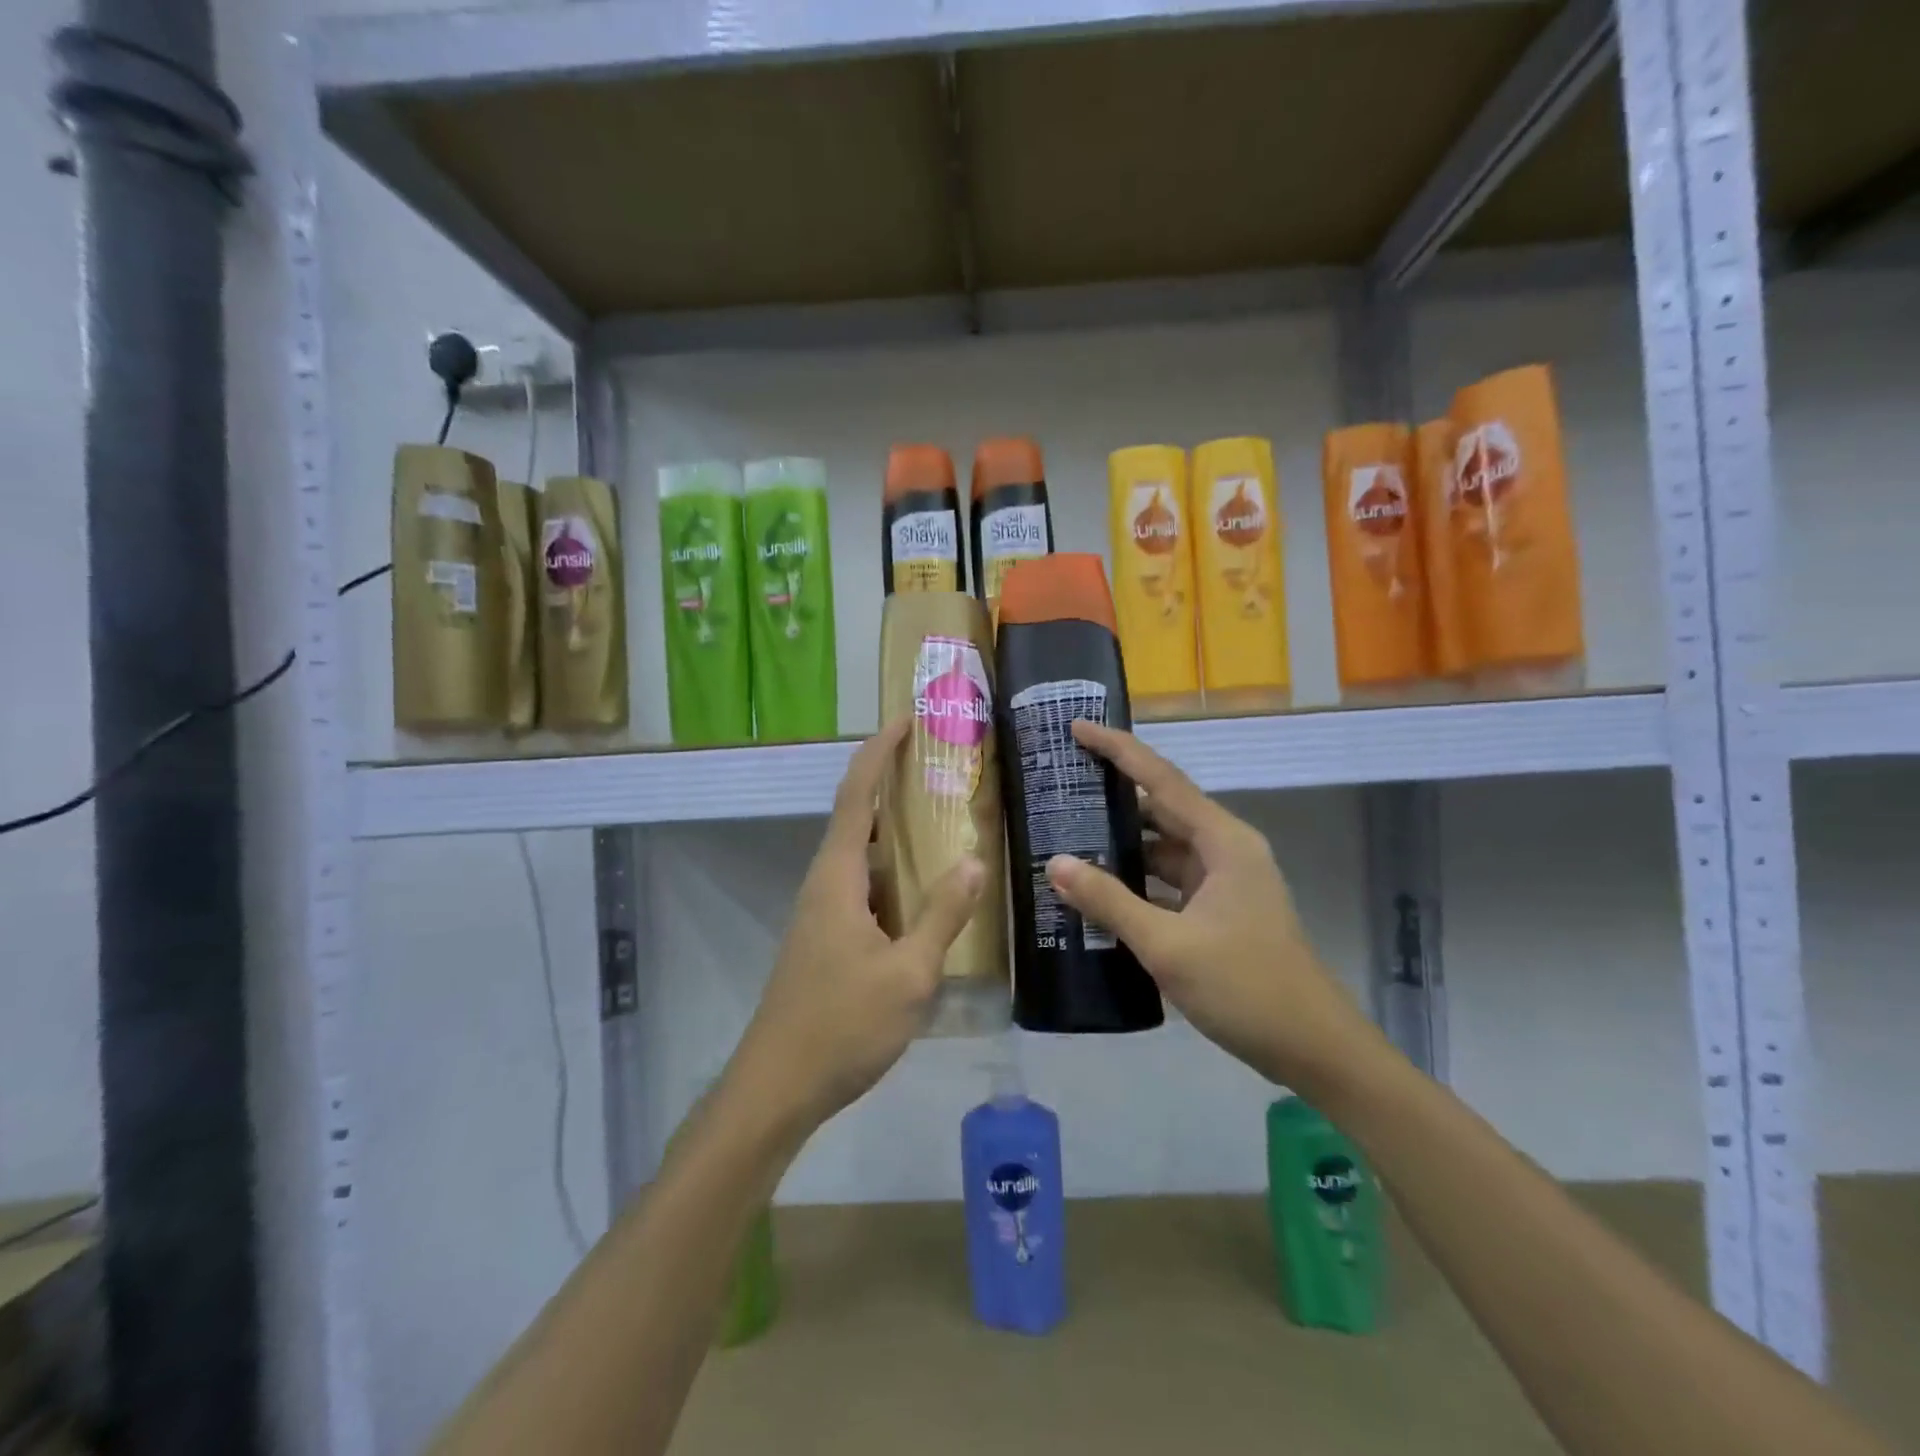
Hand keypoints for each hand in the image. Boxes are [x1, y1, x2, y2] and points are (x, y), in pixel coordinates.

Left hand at [730, 718, 986, 1137]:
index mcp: (838, 876)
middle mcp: (826, 882)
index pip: (857, 794)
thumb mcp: (908, 974)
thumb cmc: (842, 1025)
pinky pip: (866, 886)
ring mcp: (824, 911)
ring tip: (945, 819)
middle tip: (943, 766)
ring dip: (897, 830)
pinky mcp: (828, 937)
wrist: (778, 1086)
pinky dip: (895, 871)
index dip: (880, 751)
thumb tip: (972, 861)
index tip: (909, 721)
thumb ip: (942, 915)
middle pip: (858, 815)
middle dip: (894, 782)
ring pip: (863, 854)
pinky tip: (927, 888)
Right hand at [1044, 720, 1380, 1093]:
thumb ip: (1109, 901)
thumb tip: (1055, 863)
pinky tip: (1099, 891)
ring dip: (1122, 845)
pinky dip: (1136, 881)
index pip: (1161, 779)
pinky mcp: (1219, 911)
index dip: (1119, 750)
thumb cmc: (1246, 987)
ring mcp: (1224, 882)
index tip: (1078, 728)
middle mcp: (1225, 850)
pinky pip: (1168, 882)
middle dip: (1113, 796)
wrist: (1313, 1049)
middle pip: (1161, 808)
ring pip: (1163, 849)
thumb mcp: (1168, 944)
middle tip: (1060, 785)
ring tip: (1066, 835)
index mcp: (1223, 842)